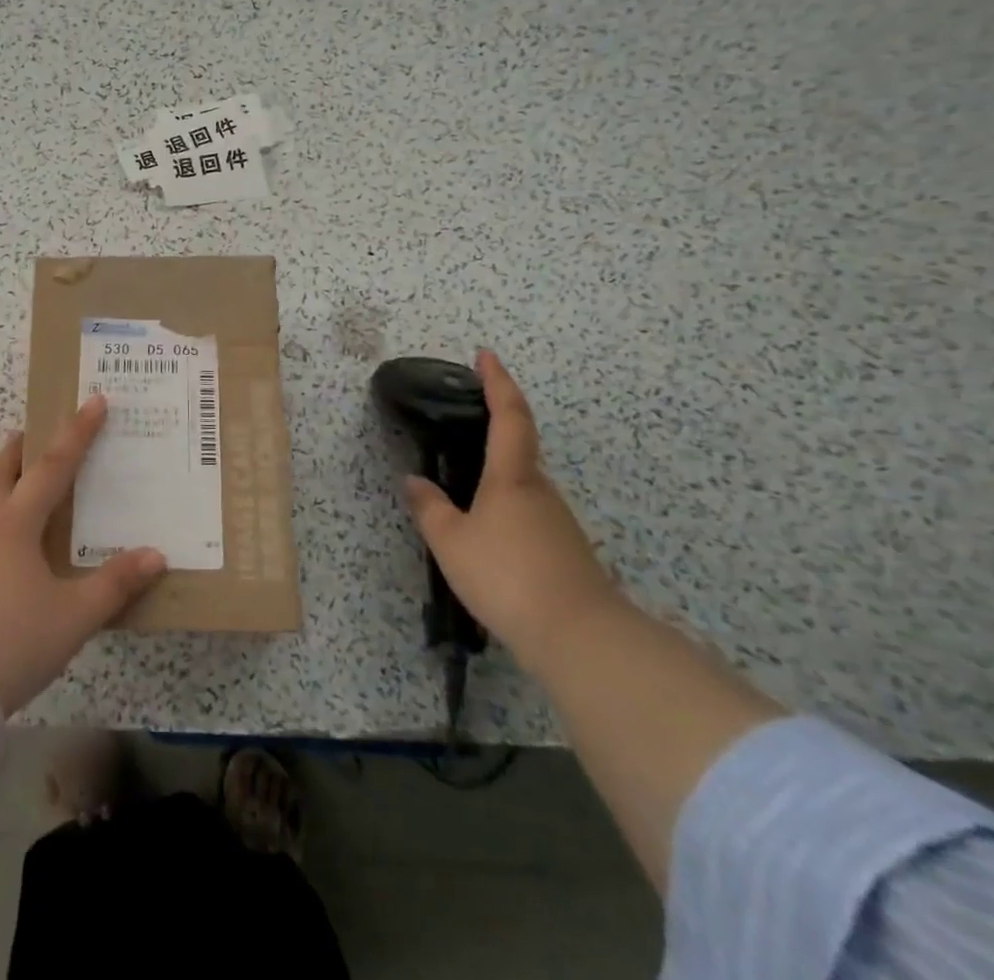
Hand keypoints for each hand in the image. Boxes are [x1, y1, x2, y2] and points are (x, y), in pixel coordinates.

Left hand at [0, 396, 166, 714]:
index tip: (94, 400)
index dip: (77, 432)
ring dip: (4, 477)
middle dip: (21, 447)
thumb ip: (114, 584)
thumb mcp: (73, 616)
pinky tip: (9, 539)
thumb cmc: (11, 641)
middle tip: (36, 431)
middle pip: (1, 470)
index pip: (53, 466)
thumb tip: (156, 555)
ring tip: (23, 479)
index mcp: (16, 523)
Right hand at [403, 350, 619, 669]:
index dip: (497, 382)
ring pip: (522, 484)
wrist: (579, 637)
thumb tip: (414, 481)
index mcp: (512, 476)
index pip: (508, 415)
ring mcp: (557, 520)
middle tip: (460, 424)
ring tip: (461, 489)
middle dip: (493, 429)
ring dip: (495, 476)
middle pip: (519, 447)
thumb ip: (429, 508)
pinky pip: (528, 513)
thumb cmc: (507, 576)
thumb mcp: (451, 542)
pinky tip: (486, 534)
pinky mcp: (565, 549)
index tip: (486, 355)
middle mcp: (540, 490)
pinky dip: (504, 508)